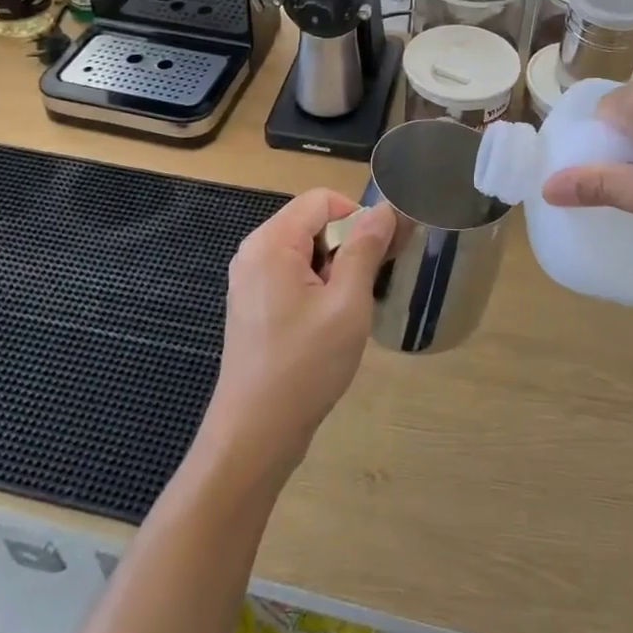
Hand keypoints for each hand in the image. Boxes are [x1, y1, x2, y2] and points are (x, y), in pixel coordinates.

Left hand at [202, 190, 395, 478]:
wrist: (255, 433)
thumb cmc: (305, 365)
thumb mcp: (347, 303)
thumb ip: (365, 249)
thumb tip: (384, 209)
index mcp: (271, 242)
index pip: (321, 199)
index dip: (356, 217)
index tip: (380, 254)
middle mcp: (253, 251)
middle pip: (311, 221)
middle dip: (345, 244)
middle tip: (367, 286)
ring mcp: (249, 279)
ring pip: (304, 250)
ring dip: (333, 268)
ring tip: (348, 309)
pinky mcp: (252, 303)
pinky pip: (290, 273)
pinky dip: (316, 285)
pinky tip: (328, 322)